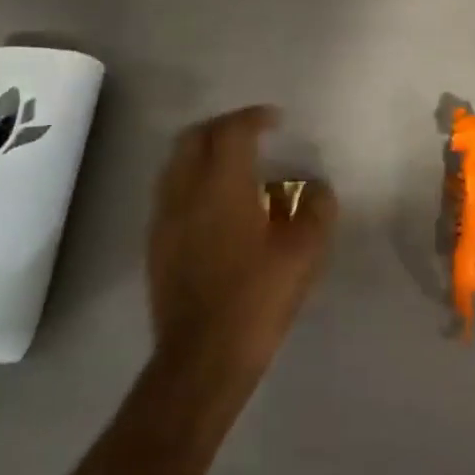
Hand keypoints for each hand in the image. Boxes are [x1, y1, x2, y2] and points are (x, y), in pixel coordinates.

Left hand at [145, 105, 336, 406]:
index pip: (232, 131)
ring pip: (176, 163)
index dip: (254, 118)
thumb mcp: (306, 251)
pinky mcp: (156, 244)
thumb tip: (317, 187)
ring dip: (203, 151)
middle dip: (223, 126)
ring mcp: (165, 219)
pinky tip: (215, 204)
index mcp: (223, 186)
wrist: (203, 357)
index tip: (276, 120)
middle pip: (194, 137)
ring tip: (233, 165)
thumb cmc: (259, 297)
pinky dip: (192, 180)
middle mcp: (186, 192)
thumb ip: (318, 208)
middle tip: (251, 133)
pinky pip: (170, 192)